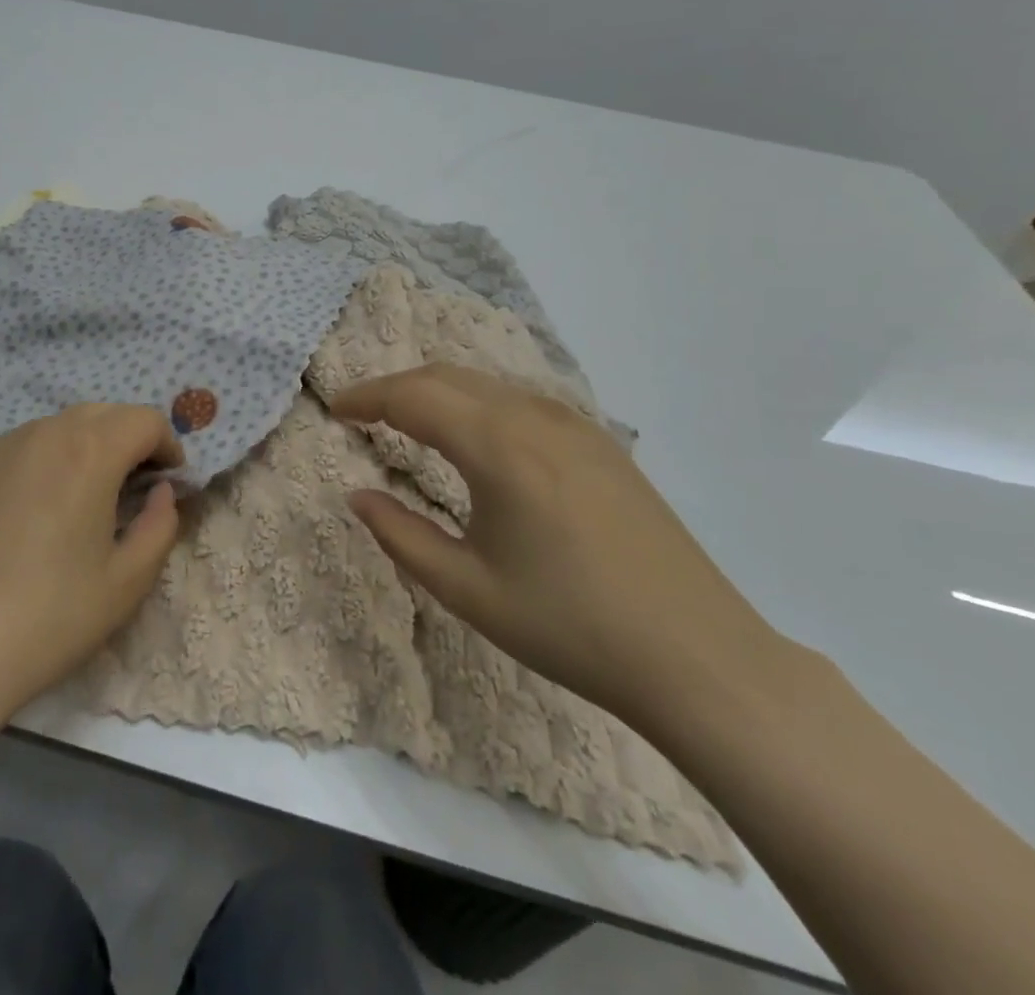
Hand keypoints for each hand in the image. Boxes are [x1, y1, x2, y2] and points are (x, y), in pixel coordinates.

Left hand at [0, 405, 182, 722]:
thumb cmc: (49, 616)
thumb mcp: (128, 581)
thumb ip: (161, 525)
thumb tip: (162, 493)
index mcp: (90, 451)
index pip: (145, 420)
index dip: (168, 447)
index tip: (169, 484)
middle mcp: (46, 432)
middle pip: (106, 413)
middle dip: (132, 440)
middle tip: (137, 490)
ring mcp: (3, 446)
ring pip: (65, 424)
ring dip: (92, 445)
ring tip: (90, 498)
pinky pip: (30, 442)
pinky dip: (53, 456)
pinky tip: (44, 506)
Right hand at [331, 365, 779, 727]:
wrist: (699, 657)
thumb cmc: (570, 626)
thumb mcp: (468, 589)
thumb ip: (400, 534)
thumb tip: (356, 495)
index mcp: (499, 446)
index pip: (413, 397)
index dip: (366, 397)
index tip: (335, 411)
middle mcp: (535, 417)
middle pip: (447, 377)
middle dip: (396, 387)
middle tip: (362, 414)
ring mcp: (575, 425)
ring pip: (486, 384)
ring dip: (438, 392)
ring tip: (408, 421)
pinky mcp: (601, 443)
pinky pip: (520, 400)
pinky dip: (477, 403)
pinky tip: (474, 437)